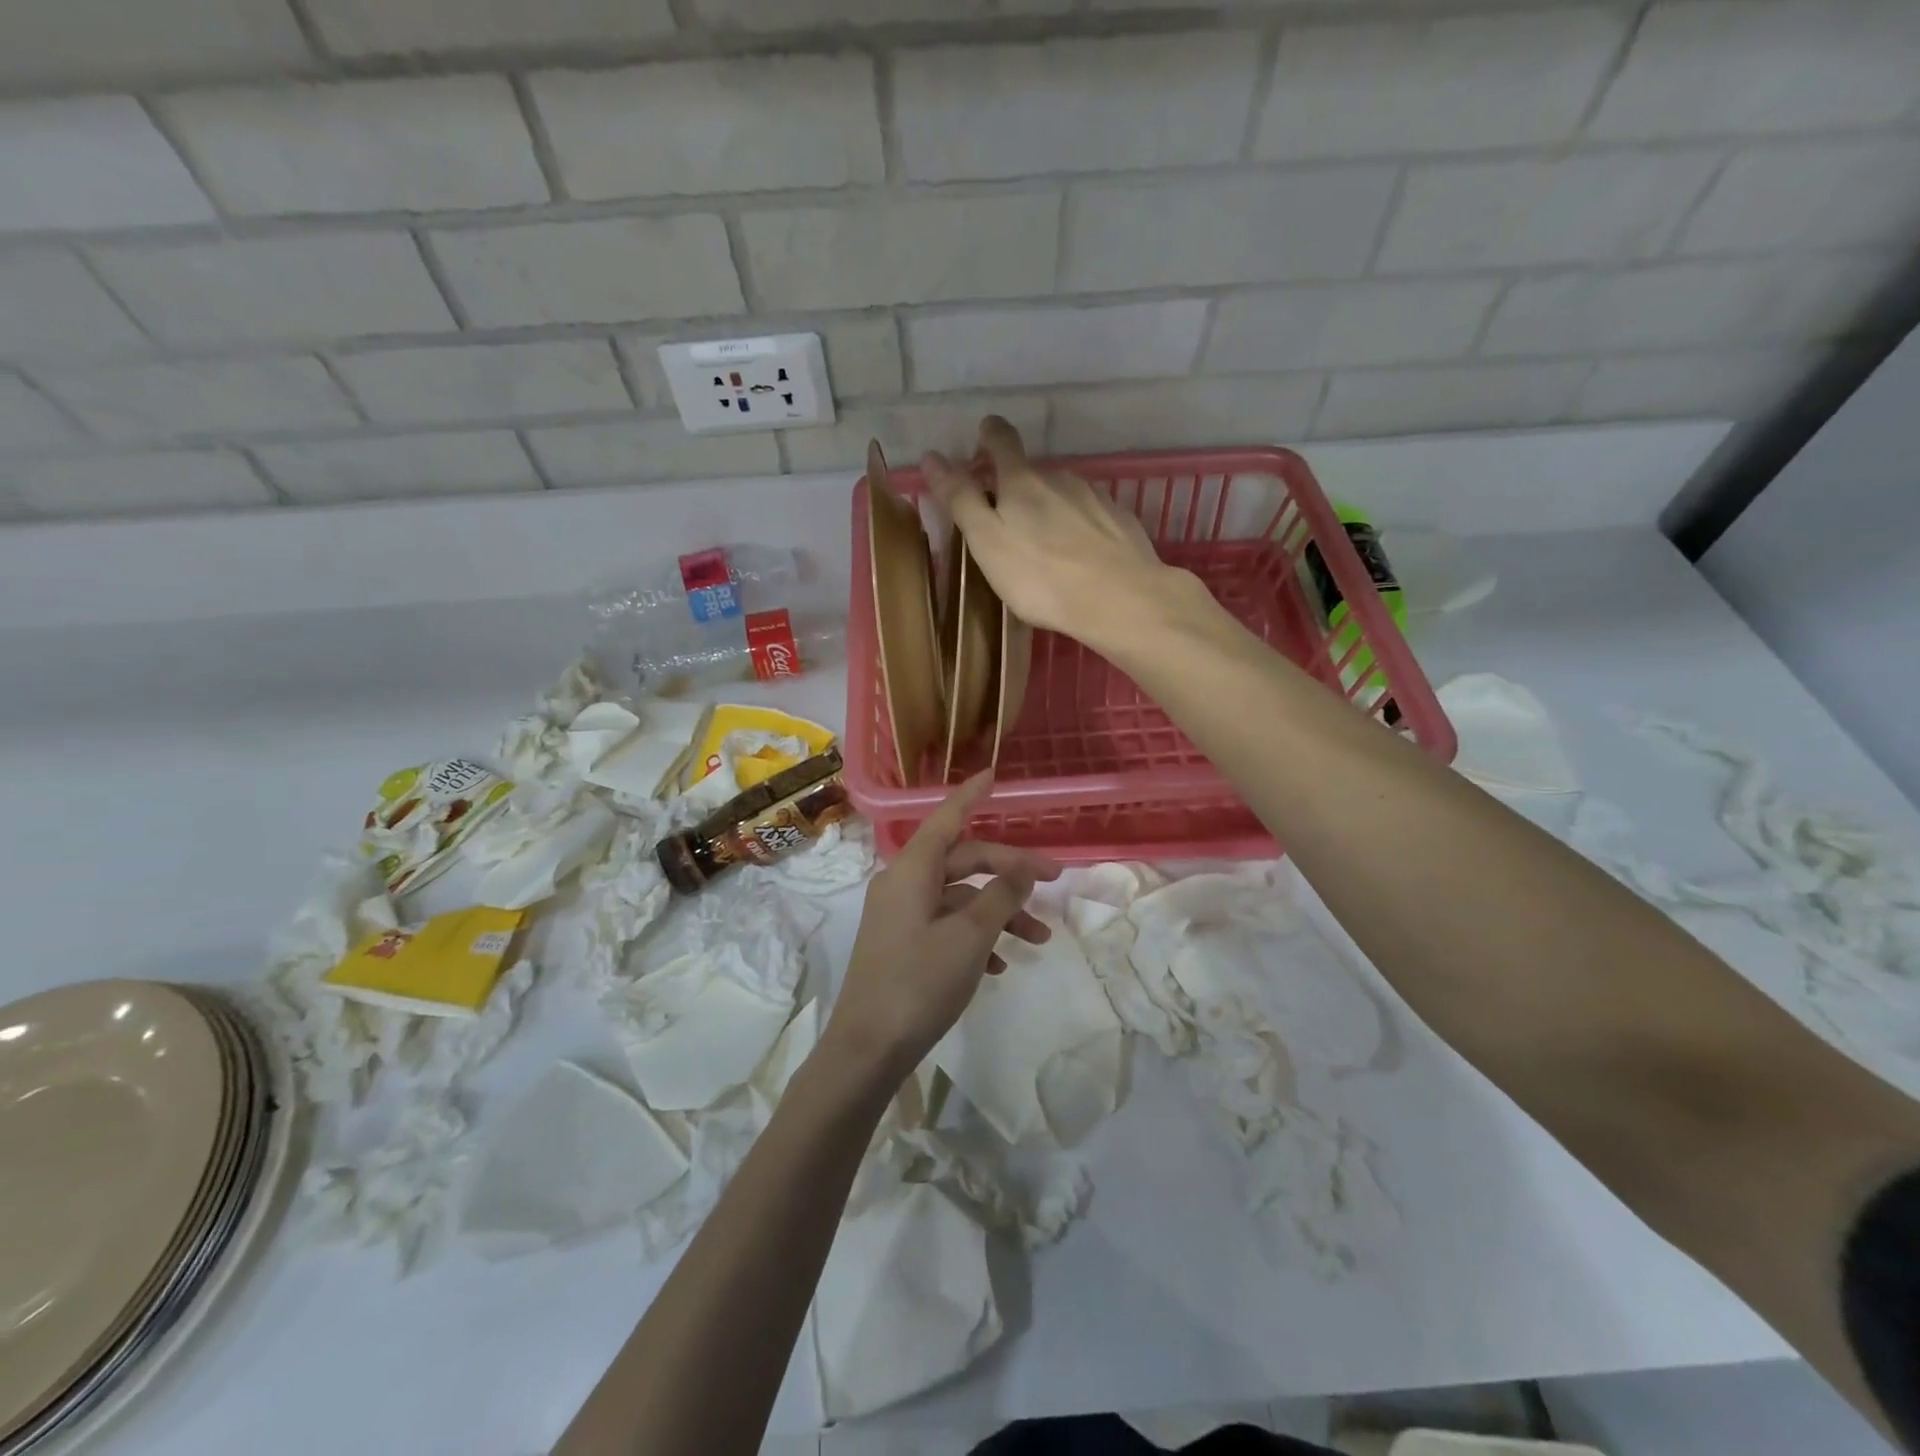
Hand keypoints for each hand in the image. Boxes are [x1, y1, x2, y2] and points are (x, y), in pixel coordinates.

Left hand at [827, 773, 1060, 1086]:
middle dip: (1009, 871)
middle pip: (963, 861)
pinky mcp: (902, 943)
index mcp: (912, 870)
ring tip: (1039, 940)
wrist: (868, 1047)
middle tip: (1054, 882)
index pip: (948, 818)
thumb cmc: (919, 982)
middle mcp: (903, 883)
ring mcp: (901, 915)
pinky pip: (947, 925)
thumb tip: (1023, 869)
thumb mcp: (970, 937)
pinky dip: (977, 935)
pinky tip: (1002, 964)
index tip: (993, 775)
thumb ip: (1001, 896)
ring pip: (960, 897)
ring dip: (999, 912)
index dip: (971, 795)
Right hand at [921, 415, 1173, 646]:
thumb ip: (961, 499)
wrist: (1119, 599)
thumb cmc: (1041, 577)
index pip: (1002, 441)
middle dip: (1017, 486)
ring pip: (1063, 493)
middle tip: (1007, 517)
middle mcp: (1060, 479)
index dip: (990, 434)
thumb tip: (932, 456)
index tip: (984, 434)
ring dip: (1050, 508)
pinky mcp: (1121, 521)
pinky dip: (1080, 527)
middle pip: (1033, 472)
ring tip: (1044, 543)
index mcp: (1022, 482)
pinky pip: (1091, 516)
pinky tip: (1079, 554)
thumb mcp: (987, 541)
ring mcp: (1095, 497)